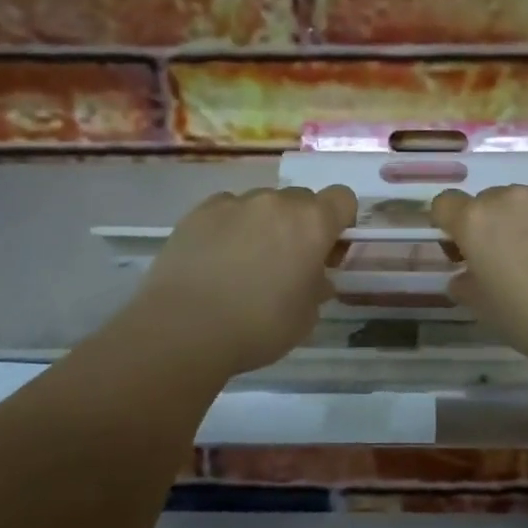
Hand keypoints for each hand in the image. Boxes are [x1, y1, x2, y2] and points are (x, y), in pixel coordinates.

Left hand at [130, 186, 355, 375]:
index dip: (341, 221)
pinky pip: (227, 210)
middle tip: (287, 262)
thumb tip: (314, 278)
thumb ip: (317, 288)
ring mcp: (235, 202)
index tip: (328, 251)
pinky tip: (215, 259)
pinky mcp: (200, 211)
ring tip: (243, 263)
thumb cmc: (258, 326)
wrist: (184, 329)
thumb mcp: (306, 317)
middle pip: (301, 199)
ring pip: (262, 204)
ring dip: (263, 224)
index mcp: (312, 223)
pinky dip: (229, 227)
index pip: (343, 198)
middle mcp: (277, 202)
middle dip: (300, 224)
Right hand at [431, 184, 527, 375]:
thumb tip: (462, 277)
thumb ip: (467, 287)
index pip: (445, 204)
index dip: (450, 226)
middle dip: (494, 226)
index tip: (464, 251)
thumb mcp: (490, 313)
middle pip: (489, 202)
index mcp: (476, 222)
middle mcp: (510, 196)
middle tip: (513, 262)